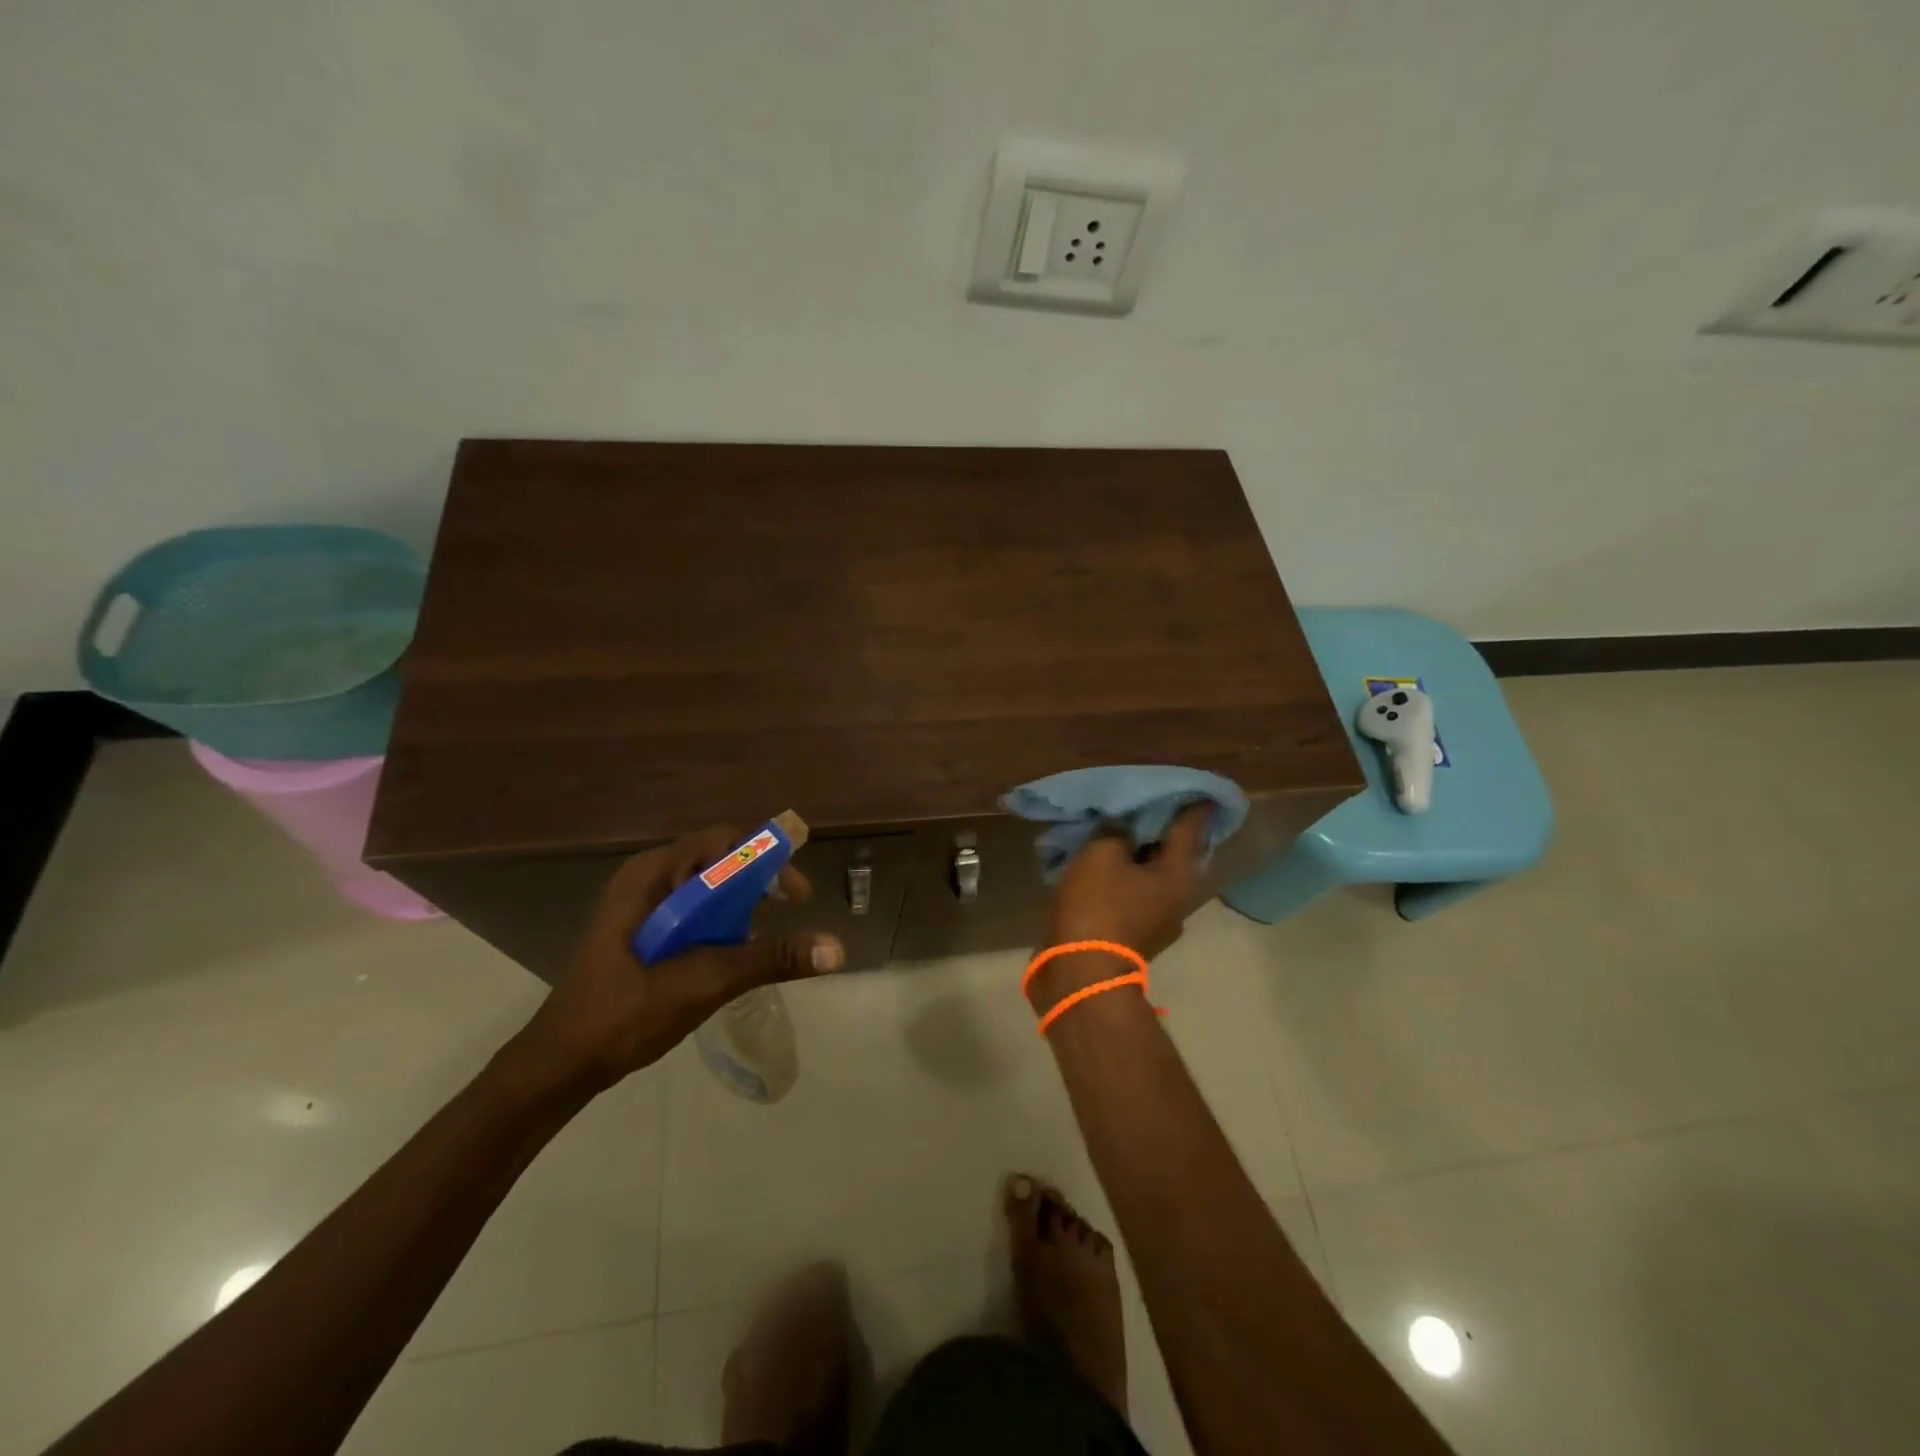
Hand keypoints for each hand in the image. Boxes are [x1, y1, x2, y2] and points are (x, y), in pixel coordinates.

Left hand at [502, 826, 845, 1095]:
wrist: (560, 1065)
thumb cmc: (623, 1015)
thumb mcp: (702, 982)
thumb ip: (768, 959)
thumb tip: (836, 949)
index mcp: (650, 875)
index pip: (722, 842)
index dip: (767, 860)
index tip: (796, 895)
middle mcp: (646, 879)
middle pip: (717, 861)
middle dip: (758, 883)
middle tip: (788, 914)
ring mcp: (641, 905)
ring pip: (707, 888)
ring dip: (742, 905)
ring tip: (762, 938)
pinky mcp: (643, 931)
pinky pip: (694, 910)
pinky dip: (722, 923)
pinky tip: (732, 953)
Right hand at [1041, 802, 1211, 981]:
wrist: (1079, 974)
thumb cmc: (1097, 906)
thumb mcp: (1101, 854)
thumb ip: (1116, 831)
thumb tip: (1123, 828)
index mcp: (1177, 876)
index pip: (1189, 830)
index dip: (1192, 808)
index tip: (1199, 792)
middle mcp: (1177, 901)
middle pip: (1172, 856)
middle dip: (1161, 832)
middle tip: (1149, 806)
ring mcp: (1156, 924)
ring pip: (1151, 878)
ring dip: (1138, 857)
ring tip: (1120, 836)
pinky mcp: (1134, 938)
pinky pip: (1133, 896)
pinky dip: (1123, 879)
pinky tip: (1104, 870)